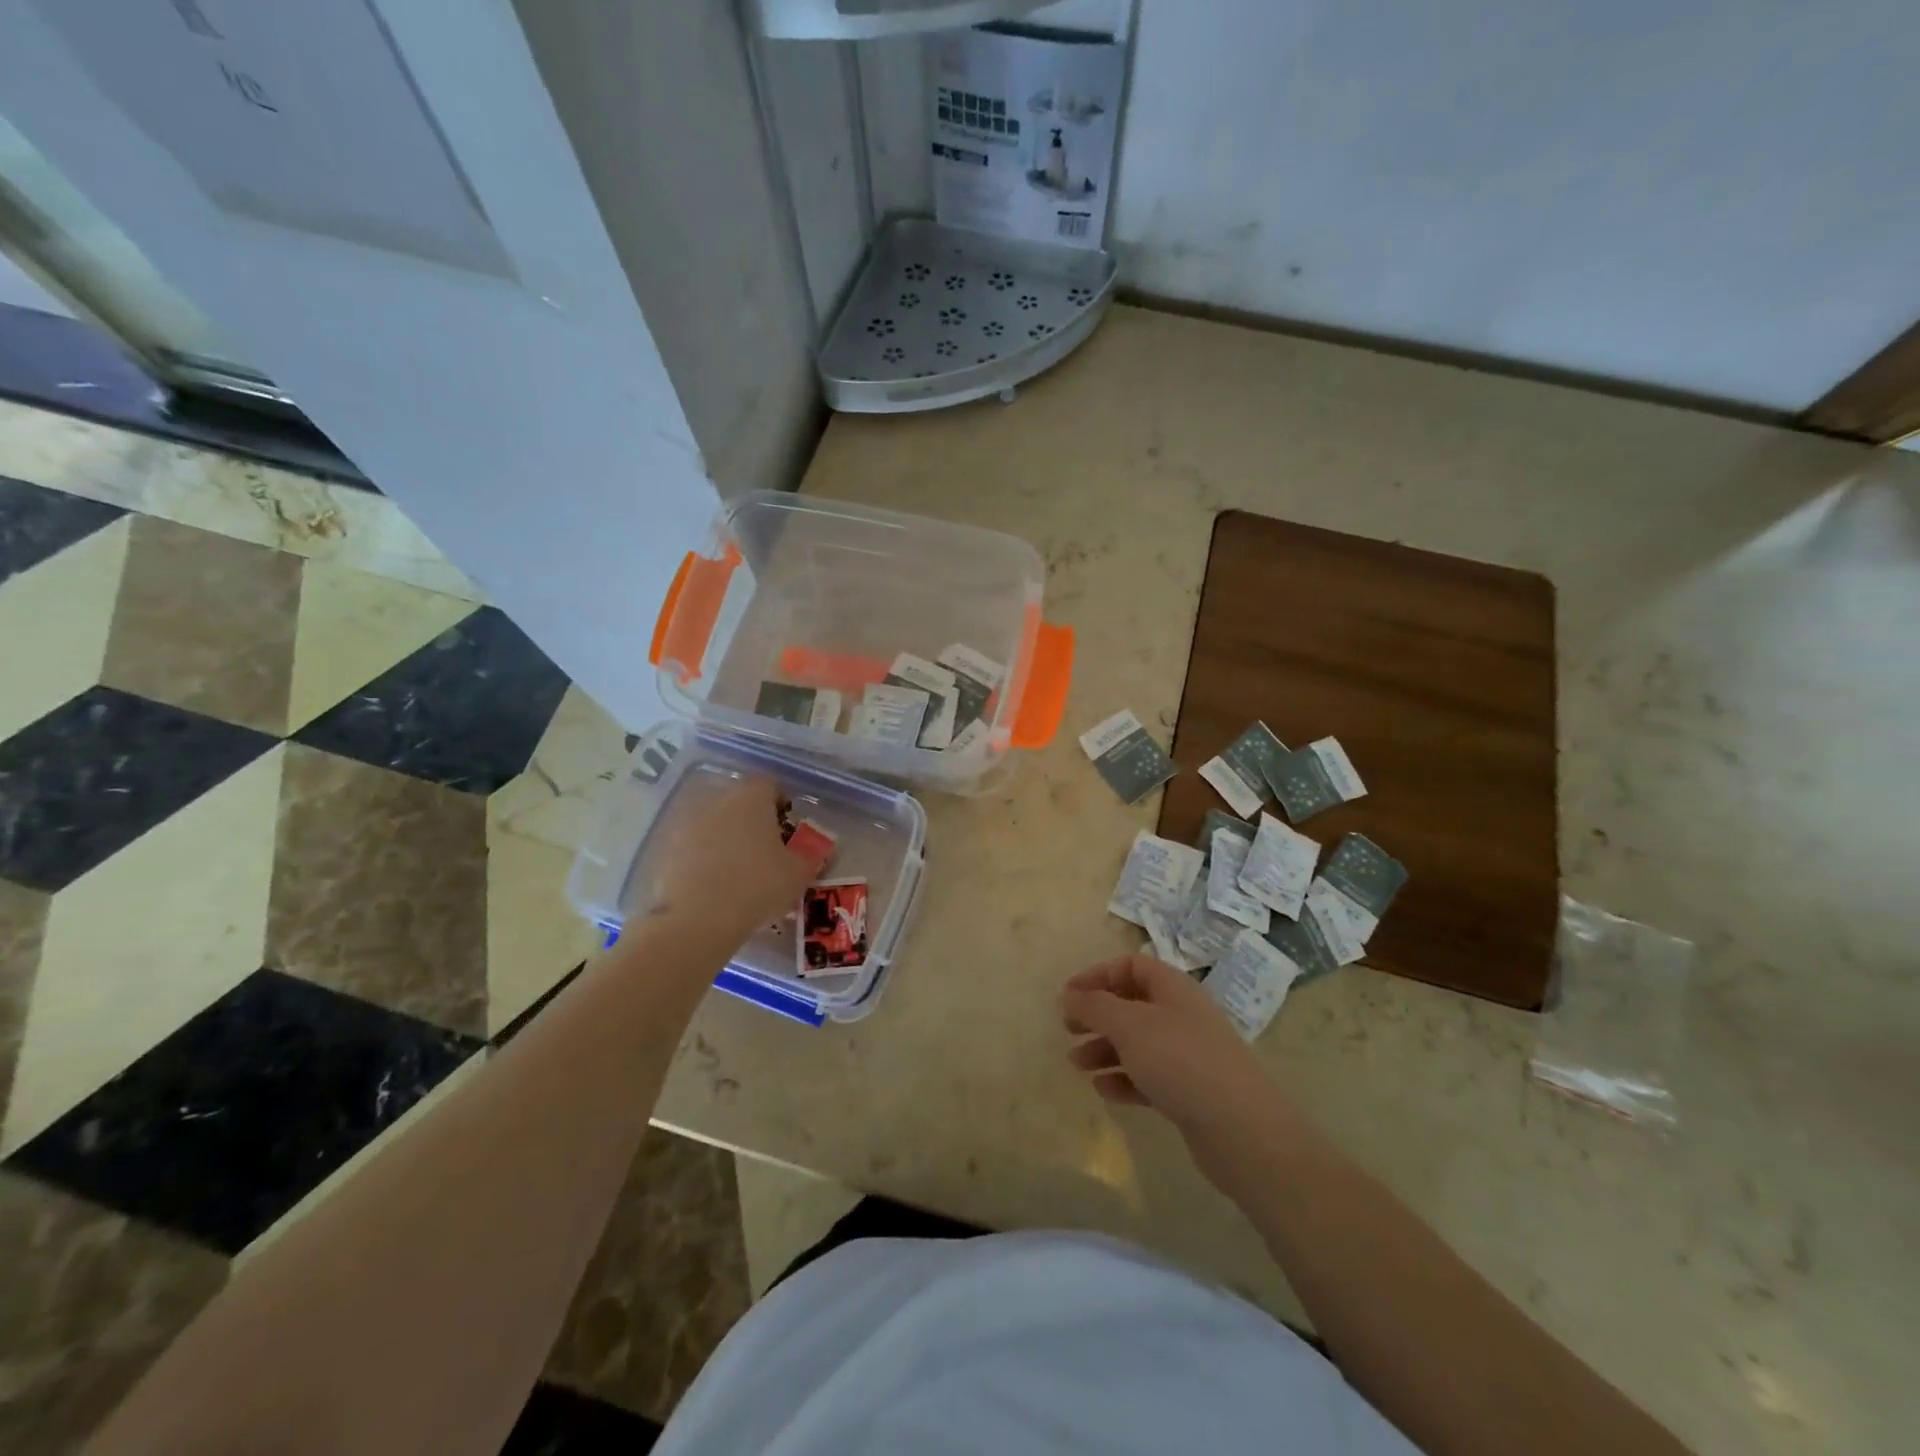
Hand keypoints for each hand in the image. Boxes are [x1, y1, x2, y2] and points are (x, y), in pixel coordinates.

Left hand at [647, 772, 823, 943]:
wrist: (698, 920)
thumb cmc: (758, 886)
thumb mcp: (799, 874)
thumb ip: (812, 856)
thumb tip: (820, 850)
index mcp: (751, 798)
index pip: (769, 784)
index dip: (780, 802)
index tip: (787, 826)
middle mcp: (717, 801)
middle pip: (739, 801)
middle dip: (752, 819)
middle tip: (765, 848)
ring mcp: (688, 824)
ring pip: (714, 822)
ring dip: (726, 837)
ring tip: (738, 869)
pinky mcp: (667, 849)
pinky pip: (693, 846)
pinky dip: (703, 857)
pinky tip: (714, 884)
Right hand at [1061, 954, 1275, 1142]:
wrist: (1241, 1129)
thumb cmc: (1180, 1061)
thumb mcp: (1130, 1026)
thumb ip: (1095, 1006)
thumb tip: (1069, 993)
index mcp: (1173, 988)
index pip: (1131, 966)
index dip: (1098, 976)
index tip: (1068, 996)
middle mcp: (1182, 1015)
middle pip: (1132, 1004)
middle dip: (1098, 1015)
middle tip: (1068, 1030)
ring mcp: (1188, 1054)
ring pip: (1138, 1043)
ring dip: (1105, 1050)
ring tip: (1077, 1065)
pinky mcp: (1190, 1091)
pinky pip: (1149, 1076)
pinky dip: (1124, 1079)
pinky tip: (1104, 1091)